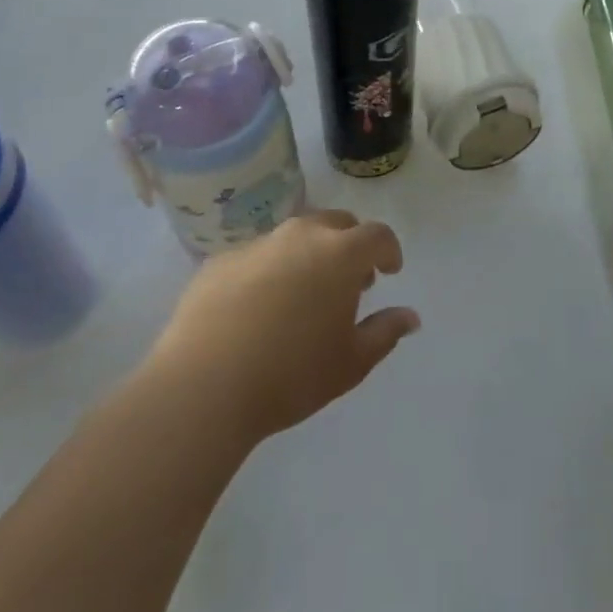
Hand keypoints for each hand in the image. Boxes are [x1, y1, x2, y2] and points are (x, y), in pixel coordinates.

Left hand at [145, 210, 419, 445]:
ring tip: (303, 294)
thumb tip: (410, 316)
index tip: (389, 272)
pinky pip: (257, 256)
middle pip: (336, 223)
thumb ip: (385, 332)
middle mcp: (301, 236)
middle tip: (349, 280)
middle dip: (350, 245)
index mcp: (340, 254)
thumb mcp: (352, 362)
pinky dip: (269, 271)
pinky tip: (258, 308)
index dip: (388, 250)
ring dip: (309, 254)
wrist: (202, 388)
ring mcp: (257, 245)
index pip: (377, 235)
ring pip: (294, 236)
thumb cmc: (291, 375)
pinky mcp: (219, 262)